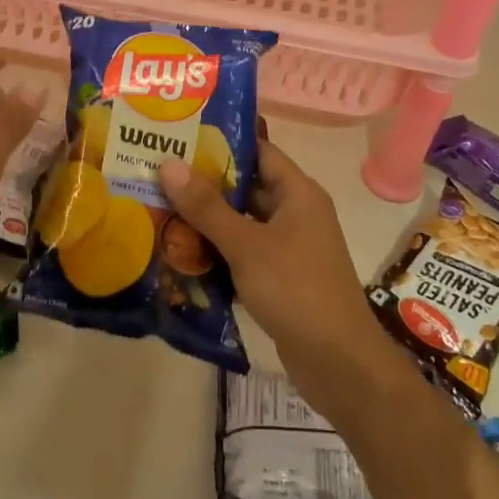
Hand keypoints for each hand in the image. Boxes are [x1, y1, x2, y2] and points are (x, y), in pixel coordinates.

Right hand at [160, 141, 387, 404]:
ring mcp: (289, 246)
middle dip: (204, 182)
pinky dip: (217, 249)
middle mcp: (296, 213)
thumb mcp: (246, 244)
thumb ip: (206, 206)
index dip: (221, 141)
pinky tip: (181, 251)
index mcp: (298, 193)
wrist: (339, 363)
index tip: (179, 135)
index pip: (258, 150)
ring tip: (160, 206)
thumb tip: (168, 163)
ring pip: (241, 221)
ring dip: (207, 219)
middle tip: (158, 173)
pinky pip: (243, 251)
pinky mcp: (280, 276)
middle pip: (246, 186)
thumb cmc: (296, 290)